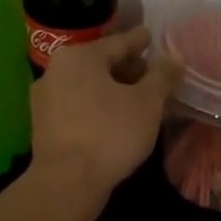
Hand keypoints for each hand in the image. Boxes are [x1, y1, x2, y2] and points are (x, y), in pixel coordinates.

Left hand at [30, 26, 181, 193]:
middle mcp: (56, 71)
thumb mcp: (147, 103)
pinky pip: (80, 107)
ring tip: (140, 100)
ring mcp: (46, 100)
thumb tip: (175, 60)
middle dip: (129, 69)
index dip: (140, 41)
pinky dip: (100, 108)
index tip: (152, 37)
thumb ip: (162, 77)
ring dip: (115, 91)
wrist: (67, 182)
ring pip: (89, 87)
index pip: (118, 42)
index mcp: (79, 57)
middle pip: (101, 64)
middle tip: (153, 75)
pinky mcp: (45, 126)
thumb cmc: (110, 133)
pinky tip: (117, 120)